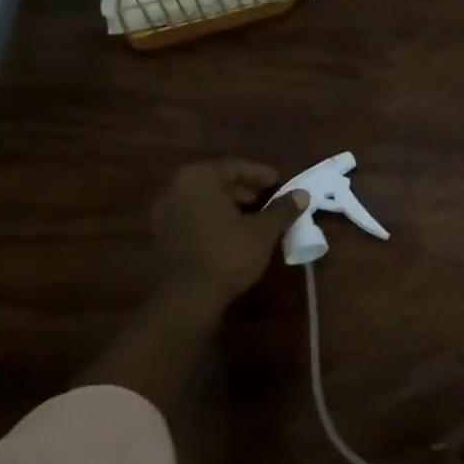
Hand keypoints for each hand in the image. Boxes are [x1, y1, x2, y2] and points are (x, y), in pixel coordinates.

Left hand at [149, 159, 306, 306]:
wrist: (186, 298)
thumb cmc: (227, 254)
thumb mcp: (263, 231)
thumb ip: (282, 209)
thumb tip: (302, 194)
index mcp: (198, 178)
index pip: (235, 166)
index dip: (261, 174)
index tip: (280, 183)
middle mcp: (175, 189)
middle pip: (216, 182)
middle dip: (244, 191)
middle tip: (269, 202)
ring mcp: (163, 214)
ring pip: (203, 202)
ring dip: (229, 208)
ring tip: (255, 221)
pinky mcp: (161, 238)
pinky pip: (193, 219)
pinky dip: (214, 222)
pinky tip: (234, 236)